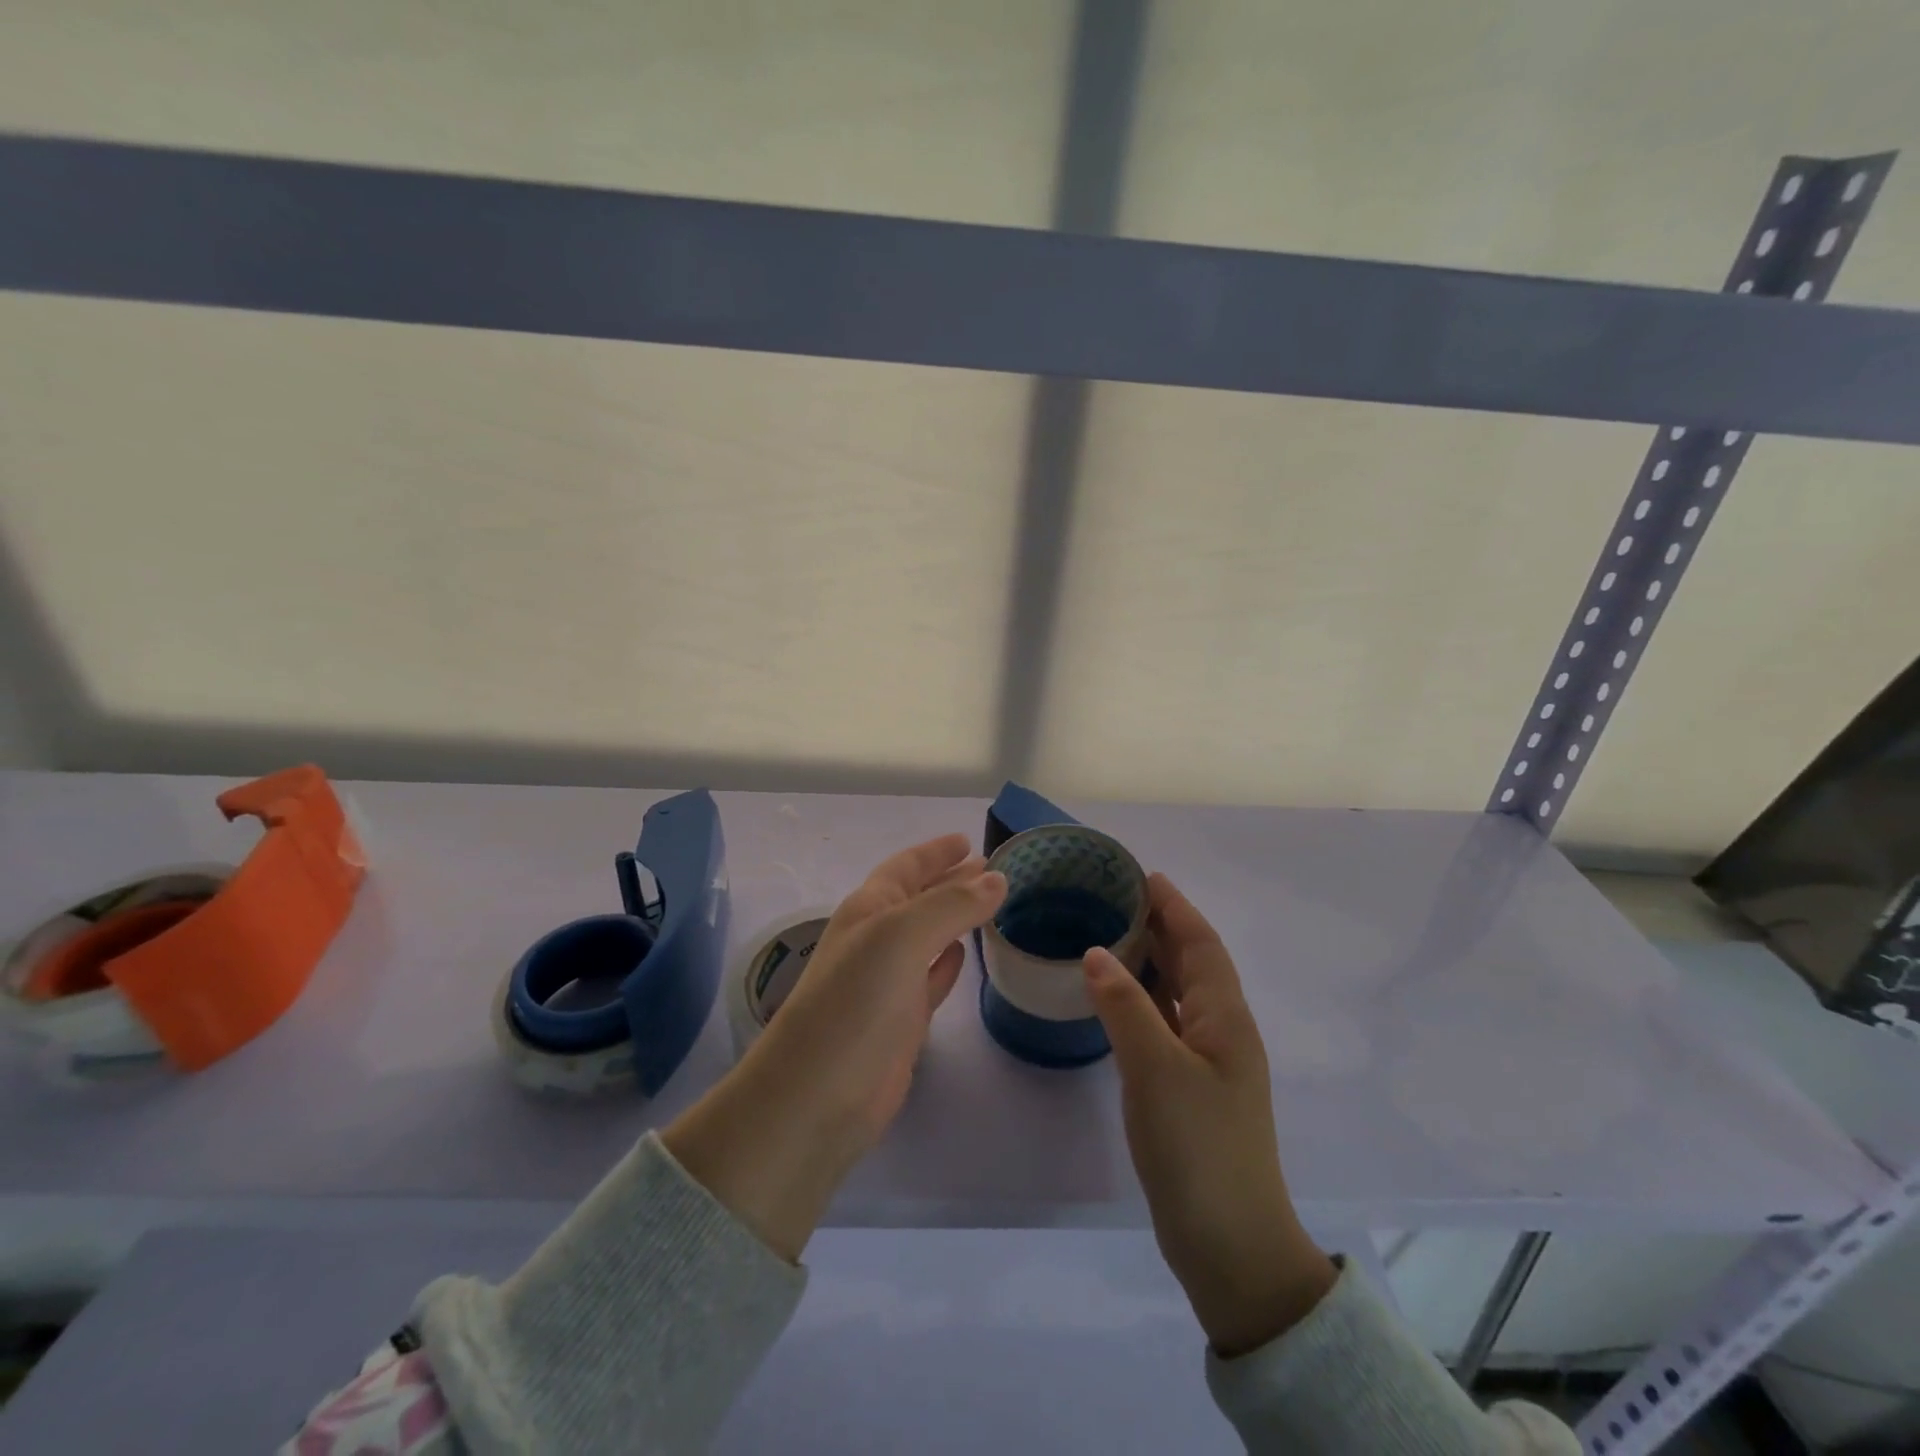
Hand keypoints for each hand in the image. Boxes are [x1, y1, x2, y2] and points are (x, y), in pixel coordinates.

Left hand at [664, 835, 1005, 1260]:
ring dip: (956, 917)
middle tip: (992, 869)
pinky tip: (965, 953)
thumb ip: (950, 905)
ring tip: (990, 904)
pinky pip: (932, 977)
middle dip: (951, 880)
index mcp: (869, 908)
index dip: (935, 852)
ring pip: (929, 936)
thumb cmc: (854, 1002)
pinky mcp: (902, 1020)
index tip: (969, 841)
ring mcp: (888, 981)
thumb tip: (997, 878)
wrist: (817, 1096)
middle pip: (920, 898)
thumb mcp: (900, 938)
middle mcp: (877, 938)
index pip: (906, 867)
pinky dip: (949, 961)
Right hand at [1082, 873, 1336, 1356]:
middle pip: (1193, 963)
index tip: (1143, 875)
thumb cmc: (1198, 1147)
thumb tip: (1097, 952)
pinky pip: (1166, 1023)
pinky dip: (1143, 999)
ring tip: (1110, 933)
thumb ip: (1125, 1005)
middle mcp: (1222, 1032)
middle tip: (1116, 897)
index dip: (1176, 906)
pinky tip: (1116, 998)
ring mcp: (1208, 1063)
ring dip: (1152, 960)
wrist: (1230, 1244)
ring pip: (1179, 993)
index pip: (1201, 944)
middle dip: (1162, 926)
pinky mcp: (1190, 1089)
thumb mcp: (1156, 1069)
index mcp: (1226, 1018)